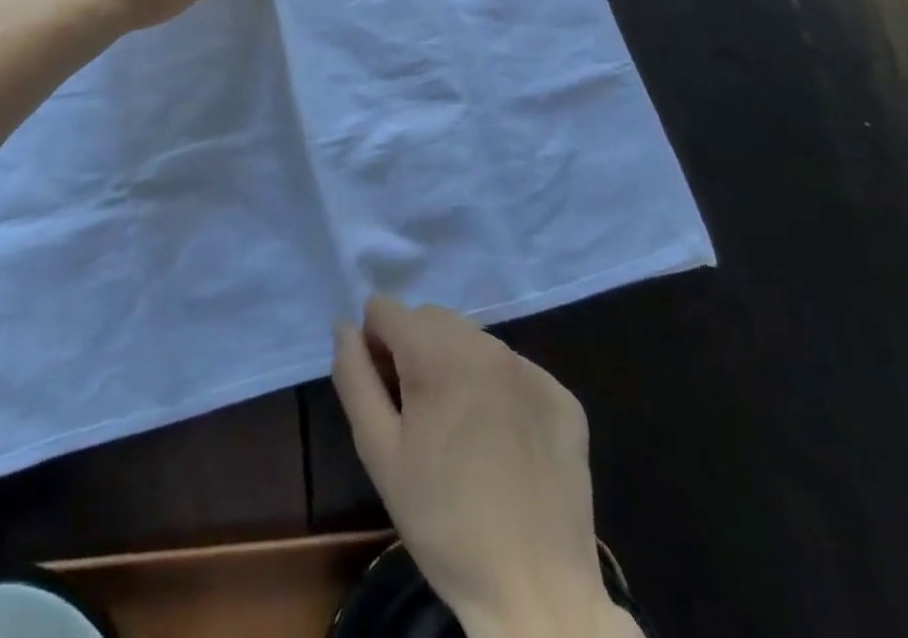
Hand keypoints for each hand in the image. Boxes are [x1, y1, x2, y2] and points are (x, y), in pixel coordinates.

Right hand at [332, 298, 637, 637]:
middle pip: (429, 318)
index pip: (385, 309)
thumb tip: (344, 327)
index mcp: (437, 353)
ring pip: (471, 339)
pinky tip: (502, 442)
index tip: (387, 396)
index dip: (374, 346)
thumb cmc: (444, 524)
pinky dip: (497, 389)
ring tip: (461, 431)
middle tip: (420, 416)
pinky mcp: (563, 398)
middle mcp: (486, 346)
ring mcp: (530, 370)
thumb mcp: (379, 452)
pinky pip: (513, 370)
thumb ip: (354, 377)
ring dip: (454, 365)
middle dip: (414, 351)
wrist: (538, 597)